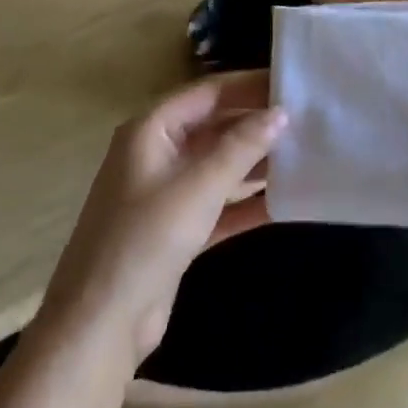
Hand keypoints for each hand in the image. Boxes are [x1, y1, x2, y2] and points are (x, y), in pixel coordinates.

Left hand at [34, 71, 285, 372]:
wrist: (100, 325)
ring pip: (219, 164)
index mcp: (151, 130)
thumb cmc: (145, 240)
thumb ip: (241, 147)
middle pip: (215, 126)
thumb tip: (281, 112)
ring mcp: (166, 193)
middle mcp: (157, 153)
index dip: (249, 85)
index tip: (292, 82)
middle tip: (306, 118)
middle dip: (256, 123)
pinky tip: (286, 199)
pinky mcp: (177, 229)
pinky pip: (219, 203)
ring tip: (305, 152)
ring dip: (256, 161)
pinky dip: (247, 200)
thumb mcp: (198, 187)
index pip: (208, 93)